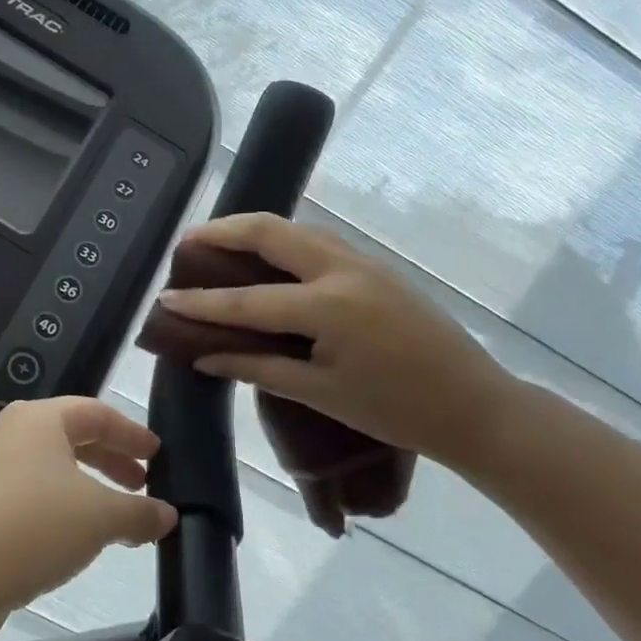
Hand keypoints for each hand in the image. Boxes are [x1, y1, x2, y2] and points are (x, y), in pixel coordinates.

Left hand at [0, 398, 177, 638]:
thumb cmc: (33, 525)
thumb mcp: (100, 516)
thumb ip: (139, 512)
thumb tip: (168, 514)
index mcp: (38, 419)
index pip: (96, 413)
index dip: (131, 433)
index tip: (157, 455)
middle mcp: (9, 434)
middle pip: (71, 438)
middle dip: (110, 461)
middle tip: (141, 485)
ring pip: (49, 470)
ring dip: (86, 489)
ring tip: (114, 518)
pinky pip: (29, 496)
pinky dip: (59, 509)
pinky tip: (74, 540)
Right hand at [160, 214, 514, 469]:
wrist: (474, 406)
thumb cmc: (395, 410)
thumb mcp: (321, 394)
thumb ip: (258, 367)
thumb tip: (206, 355)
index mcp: (328, 307)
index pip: (248, 299)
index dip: (202, 301)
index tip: (165, 296)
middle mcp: (344, 270)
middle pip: (272, 232)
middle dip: (225, 231)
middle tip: (189, 242)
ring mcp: (365, 263)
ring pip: (299, 230)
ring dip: (256, 230)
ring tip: (221, 243)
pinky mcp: (378, 267)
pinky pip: (320, 242)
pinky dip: (285, 241)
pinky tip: (270, 259)